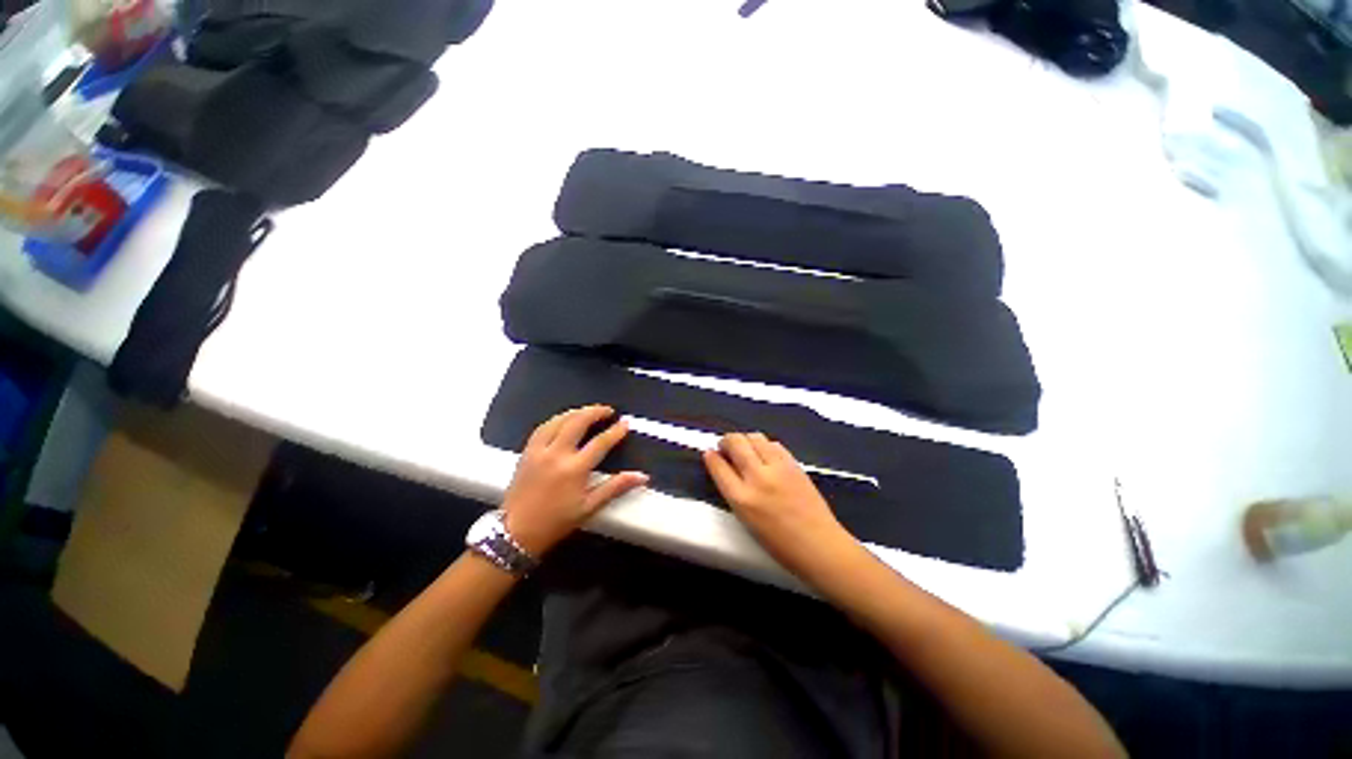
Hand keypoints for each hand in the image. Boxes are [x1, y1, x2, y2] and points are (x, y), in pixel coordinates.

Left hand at [502, 405, 647, 555]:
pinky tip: (563, 420)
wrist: (516, 532)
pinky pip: (542, 427)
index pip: (600, 442)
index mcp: (574, 469)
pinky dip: (557, 419)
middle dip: (595, 412)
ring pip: (559, 420)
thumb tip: (642, 476)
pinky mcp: (526, 452)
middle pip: (577, 422)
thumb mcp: (589, 507)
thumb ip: (615, 487)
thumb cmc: (556, 522)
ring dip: (576, 412)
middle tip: (608, 410)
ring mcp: (539, 450)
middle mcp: (556, 454)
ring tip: (588, 411)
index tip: (625, 423)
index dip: (615, 431)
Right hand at [703, 433, 860, 583]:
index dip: (711, 456)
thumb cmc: (778, 543)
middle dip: (726, 441)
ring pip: (754, 437)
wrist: (819, 545)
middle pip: (735, 443)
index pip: (718, 466)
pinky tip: (765, 454)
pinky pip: (773, 444)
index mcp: (741, 499)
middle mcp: (757, 478)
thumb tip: (725, 468)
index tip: (710, 453)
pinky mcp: (794, 464)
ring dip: (745, 440)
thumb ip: (733, 492)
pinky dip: (764, 445)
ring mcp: (777, 468)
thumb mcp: (745, 520)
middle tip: (726, 447)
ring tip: (745, 449)